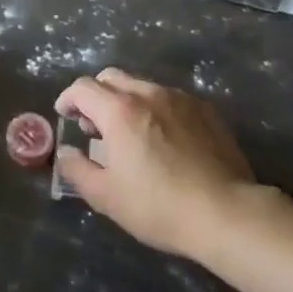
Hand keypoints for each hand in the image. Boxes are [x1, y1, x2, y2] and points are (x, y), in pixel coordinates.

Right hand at [54, 68, 256, 260]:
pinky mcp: (205, 111)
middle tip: (94, 125)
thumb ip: (77, 170)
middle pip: (112, 78)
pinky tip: (163, 139)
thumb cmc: (159, 206)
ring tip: (130, 134)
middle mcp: (148, 94)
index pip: (83, 88)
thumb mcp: (107, 197)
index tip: (65, 116)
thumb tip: (65, 153)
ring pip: (142, 86)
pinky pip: (170, 99)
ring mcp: (180, 99)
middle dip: (96, 95)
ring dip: (126, 101)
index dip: (68, 99)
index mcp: (119, 111)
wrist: (227, 213)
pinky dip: (155, 109)